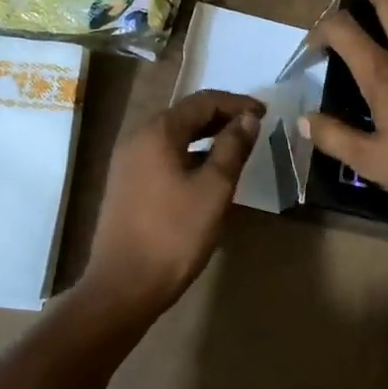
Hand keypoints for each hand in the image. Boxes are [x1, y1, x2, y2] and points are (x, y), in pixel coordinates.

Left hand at [83, 90, 264, 314]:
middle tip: (253, 127)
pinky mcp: (126, 184)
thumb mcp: (214, 189)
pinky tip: (206, 173)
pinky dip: (188, 154)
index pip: (202, 102)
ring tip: (235, 148)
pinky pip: (162, 155)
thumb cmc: (174, 234)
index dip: (236, 103)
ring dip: (205, 136)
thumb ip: (232, 148)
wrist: (122, 286)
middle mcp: (137, 138)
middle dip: (221, 117)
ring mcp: (127, 162)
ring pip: (173, 136)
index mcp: (157, 132)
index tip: (264, 113)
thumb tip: (248, 119)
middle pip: (185, 115)